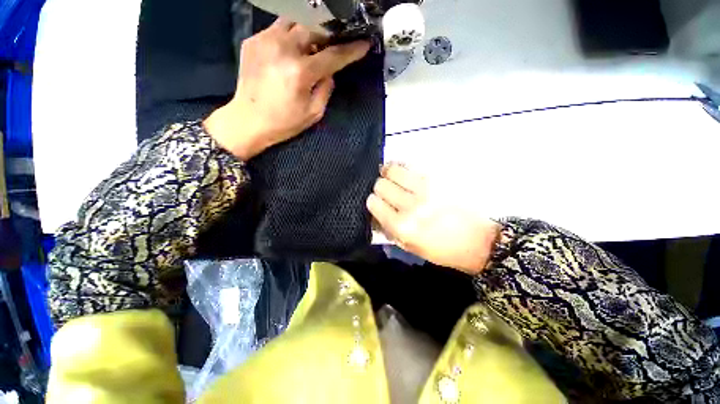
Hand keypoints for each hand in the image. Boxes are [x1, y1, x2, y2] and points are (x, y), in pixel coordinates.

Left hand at [204, 19, 370, 159]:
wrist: (248, 120)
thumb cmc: (284, 122)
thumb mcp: (313, 113)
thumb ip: (326, 89)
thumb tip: (329, 71)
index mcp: (300, 72)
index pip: (333, 55)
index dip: (351, 50)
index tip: (363, 44)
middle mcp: (283, 49)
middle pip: (314, 29)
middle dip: (327, 37)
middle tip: (332, 47)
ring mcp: (265, 40)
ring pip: (294, 22)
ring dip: (308, 33)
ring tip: (311, 47)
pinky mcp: (253, 40)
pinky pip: (278, 29)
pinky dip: (290, 37)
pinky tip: (291, 52)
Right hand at [367, 164, 500, 274]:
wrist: (477, 241)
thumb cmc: (440, 249)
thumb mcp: (408, 247)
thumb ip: (388, 228)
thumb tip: (375, 211)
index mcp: (402, 227)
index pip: (374, 203)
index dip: (373, 201)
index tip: (377, 202)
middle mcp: (411, 206)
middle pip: (381, 184)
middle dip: (380, 187)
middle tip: (387, 191)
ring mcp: (425, 190)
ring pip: (393, 170)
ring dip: (389, 172)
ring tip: (392, 176)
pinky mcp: (438, 179)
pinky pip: (411, 165)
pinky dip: (403, 167)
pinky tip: (405, 172)